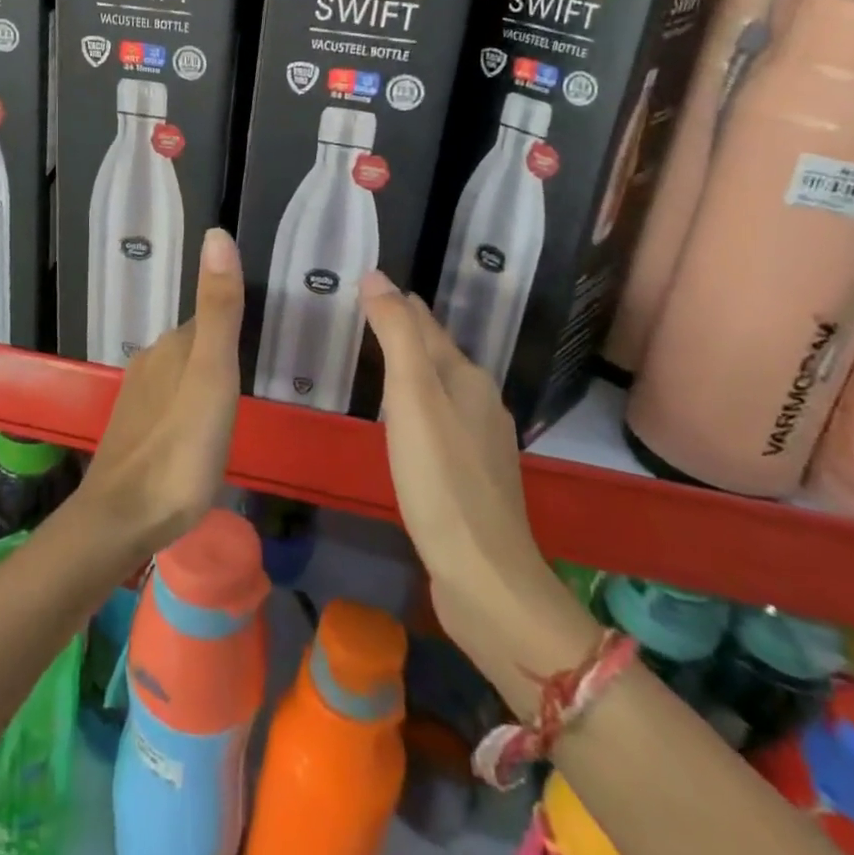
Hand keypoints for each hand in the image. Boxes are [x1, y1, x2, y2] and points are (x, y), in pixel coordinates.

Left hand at [78, 229, 244, 560]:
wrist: (124, 517)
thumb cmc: (180, 447)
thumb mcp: (212, 374)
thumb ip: (219, 309)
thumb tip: (216, 234)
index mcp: (174, 347)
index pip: (210, 318)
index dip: (234, 318)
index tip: (263, 326)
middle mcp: (152, 362)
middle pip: (195, 344)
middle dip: (220, 349)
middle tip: (255, 367)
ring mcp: (138, 398)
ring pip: (180, 374)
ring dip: (204, 379)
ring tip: (232, 400)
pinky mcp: (134, 431)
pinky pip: (169, 403)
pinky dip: (188, 405)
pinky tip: (199, 430)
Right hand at [359, 272, 553, 638]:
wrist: (485, 578)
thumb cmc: (441, 479)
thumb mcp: (412, 397)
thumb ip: (396, 335)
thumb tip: (376, 276)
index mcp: (468, 378)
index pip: (427, 326)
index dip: (399, 305)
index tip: (369, 287)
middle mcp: (481, 403)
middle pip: (438, 355)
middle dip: (408, 333)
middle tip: (367, 316)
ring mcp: (482, 444)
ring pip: (442, 391)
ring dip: (414, 372)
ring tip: (382, 363)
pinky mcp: (474, 479)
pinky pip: (441, 424)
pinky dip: (420, 409)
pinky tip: (406, 425)